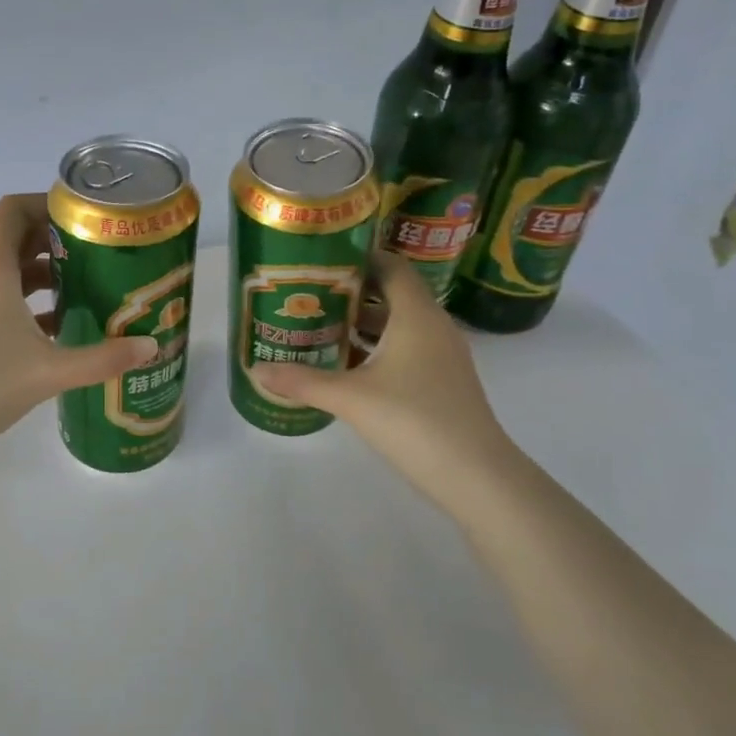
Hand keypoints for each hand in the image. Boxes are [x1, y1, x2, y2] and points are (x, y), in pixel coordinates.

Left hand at [0, 195, 159, 541]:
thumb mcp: (48, 372)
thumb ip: (102, 359)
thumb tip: (152, 347)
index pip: (14, 208)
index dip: (48, 203)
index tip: (86, 217)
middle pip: (15, 236)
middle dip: (56, 240)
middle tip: (99, 252)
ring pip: (6, 268)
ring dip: (43, 271)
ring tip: (84, 284)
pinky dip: (25, 298)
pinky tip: (55, 325)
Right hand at [253, 251, 517, 497]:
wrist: (478, 477)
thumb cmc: (414, 421)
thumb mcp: (351, 399)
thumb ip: (303, 381)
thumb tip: (257, 370)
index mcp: (416, 315)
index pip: (391, 266)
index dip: (358, 257)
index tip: (322, 260)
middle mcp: (433, 326)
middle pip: (392, 293)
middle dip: (351, 291)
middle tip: (309, 293)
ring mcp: (443, 355)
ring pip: (399, 324)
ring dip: (363, 322)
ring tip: (321, 325)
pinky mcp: (443, 380)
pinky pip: (407, 348)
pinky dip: (378, 347)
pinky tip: (349, 365)